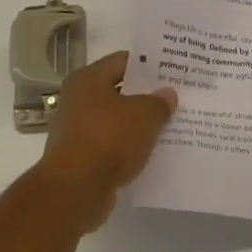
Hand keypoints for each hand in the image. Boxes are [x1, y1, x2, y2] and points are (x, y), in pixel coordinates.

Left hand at [38, 51, 177, 230]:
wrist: (75, 190)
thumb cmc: (108, 139)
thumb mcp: (145, 115)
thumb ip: (159, 102)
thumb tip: (168, 94)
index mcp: (87, 80)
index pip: (122, 61)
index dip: (148, 66)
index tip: (172, 71)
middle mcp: (77, 101)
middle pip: (118, 92)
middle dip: (145, 97)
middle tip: (175, 99)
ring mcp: (76, 131)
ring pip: (115, 122)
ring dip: (138, 126)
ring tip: (169, 127)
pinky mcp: (80, 160)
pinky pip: (111, 147)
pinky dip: (128, 149)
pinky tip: (152, 154)